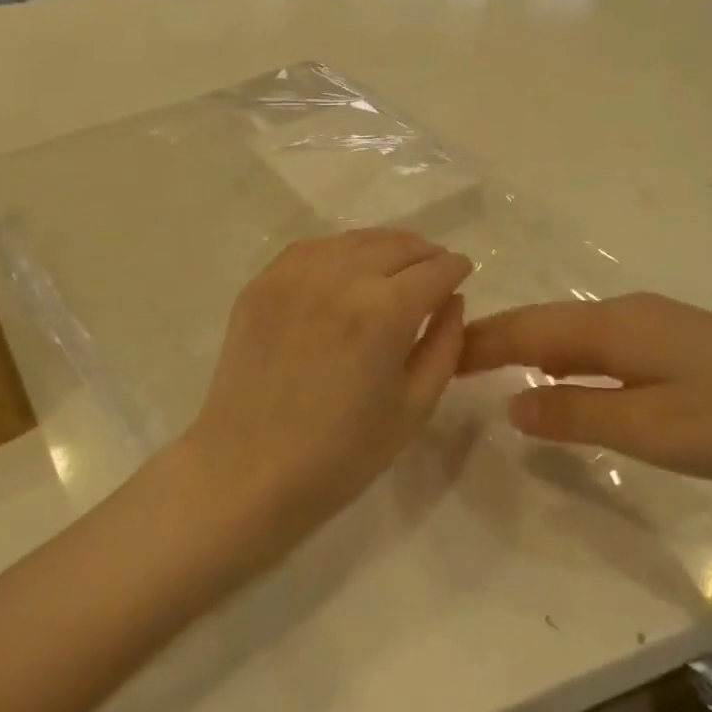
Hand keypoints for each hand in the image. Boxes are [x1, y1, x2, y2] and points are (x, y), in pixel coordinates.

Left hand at [176, 230, 473, 552]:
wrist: (248, 472)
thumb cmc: (341, 454)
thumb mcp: (414, 407)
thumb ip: (445, 345)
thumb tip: (452, 300)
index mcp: (385, 311)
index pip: (435, 270)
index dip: (456, 268)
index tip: (464, 272)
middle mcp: (342, 277)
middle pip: (398, 245)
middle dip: (425, 253)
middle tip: (434, 269)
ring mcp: (296, 275)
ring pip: (355, 240)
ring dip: (385, 247)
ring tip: (396, 265)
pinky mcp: (263, 282)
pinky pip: (313, 248)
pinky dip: (340, 250)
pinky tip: (346, 268)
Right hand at [459, 293, 711, 481]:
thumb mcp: (650, 430)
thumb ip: (576, 415)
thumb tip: (511, 405)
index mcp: (612, 327)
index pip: (526, 330)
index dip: (479, 343)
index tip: (436, 356)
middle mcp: (625, 311)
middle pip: (544, 322)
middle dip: (496, 340)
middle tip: (452, 363)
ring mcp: (654, 321)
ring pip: (572, 328)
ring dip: (530, 346)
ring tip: (494, 368)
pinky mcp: (677, 337)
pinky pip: (599, 338)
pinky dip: (565, 353)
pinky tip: (566, 375)